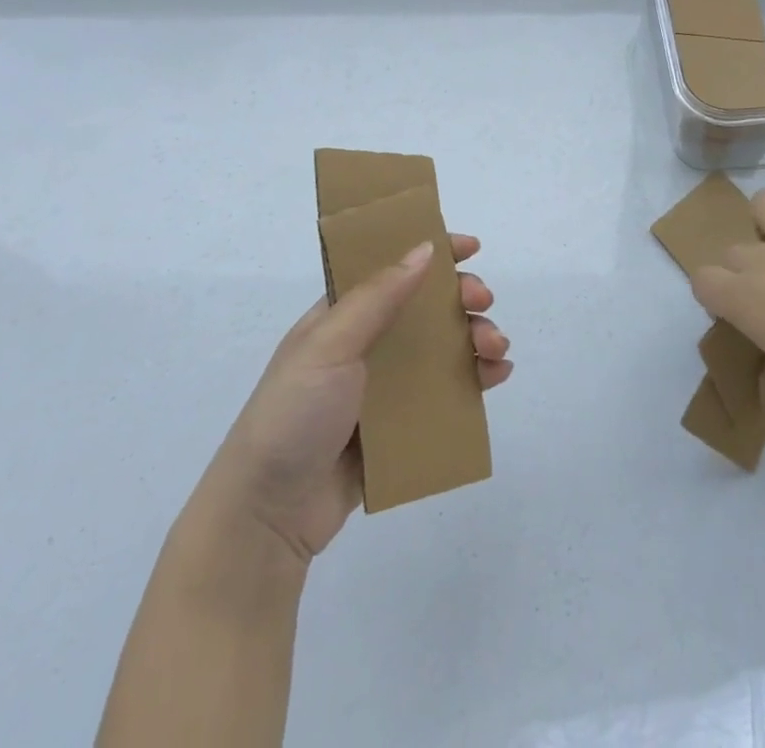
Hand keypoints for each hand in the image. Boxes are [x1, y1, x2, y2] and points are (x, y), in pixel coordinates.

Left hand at [192, 234, 511, 563]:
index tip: (471, 248)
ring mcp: (384, 388)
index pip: (392, 269)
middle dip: (462, 298)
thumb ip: (378, 297)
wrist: (267, 516)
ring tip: (497, 349)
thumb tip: (425, 248)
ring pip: (443, 349)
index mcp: (342, 316)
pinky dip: (475, 379)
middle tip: (483, 303)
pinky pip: (445, 393)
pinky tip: (497, 376)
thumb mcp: (330, 344)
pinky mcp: (399, 427)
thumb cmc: (294, 414)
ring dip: (476, 338)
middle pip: (426, 308)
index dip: (432, 253)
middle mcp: (366, 345)